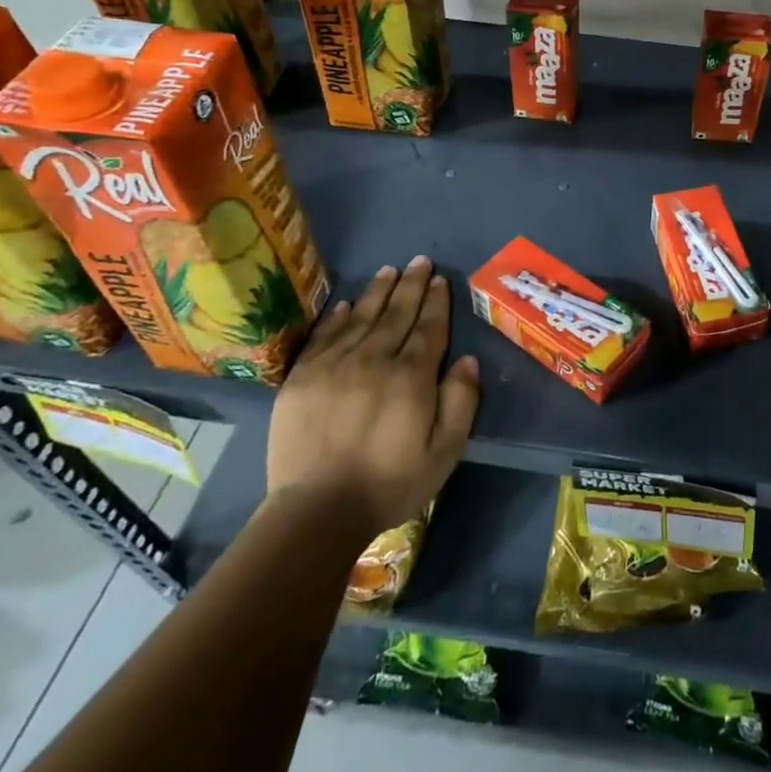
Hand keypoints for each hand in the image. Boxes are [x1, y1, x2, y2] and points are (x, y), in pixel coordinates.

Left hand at [266, 255, 479, 536]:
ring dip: (378, 292)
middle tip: (420, 261)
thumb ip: (460, 402)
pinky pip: (324, 336)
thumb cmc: (390, 483)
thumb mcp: (444, 452)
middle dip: (411, 286)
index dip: (436, 302)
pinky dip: (338, 316)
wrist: (316, 511)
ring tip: (390, 271)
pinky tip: (348, 304)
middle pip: (397, 314)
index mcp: (411, 377)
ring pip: (362, 317)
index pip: (428, 328)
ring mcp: (334, 366)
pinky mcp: (302, 377)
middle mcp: (374, 360)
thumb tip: (468, 360)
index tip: (440, 279)